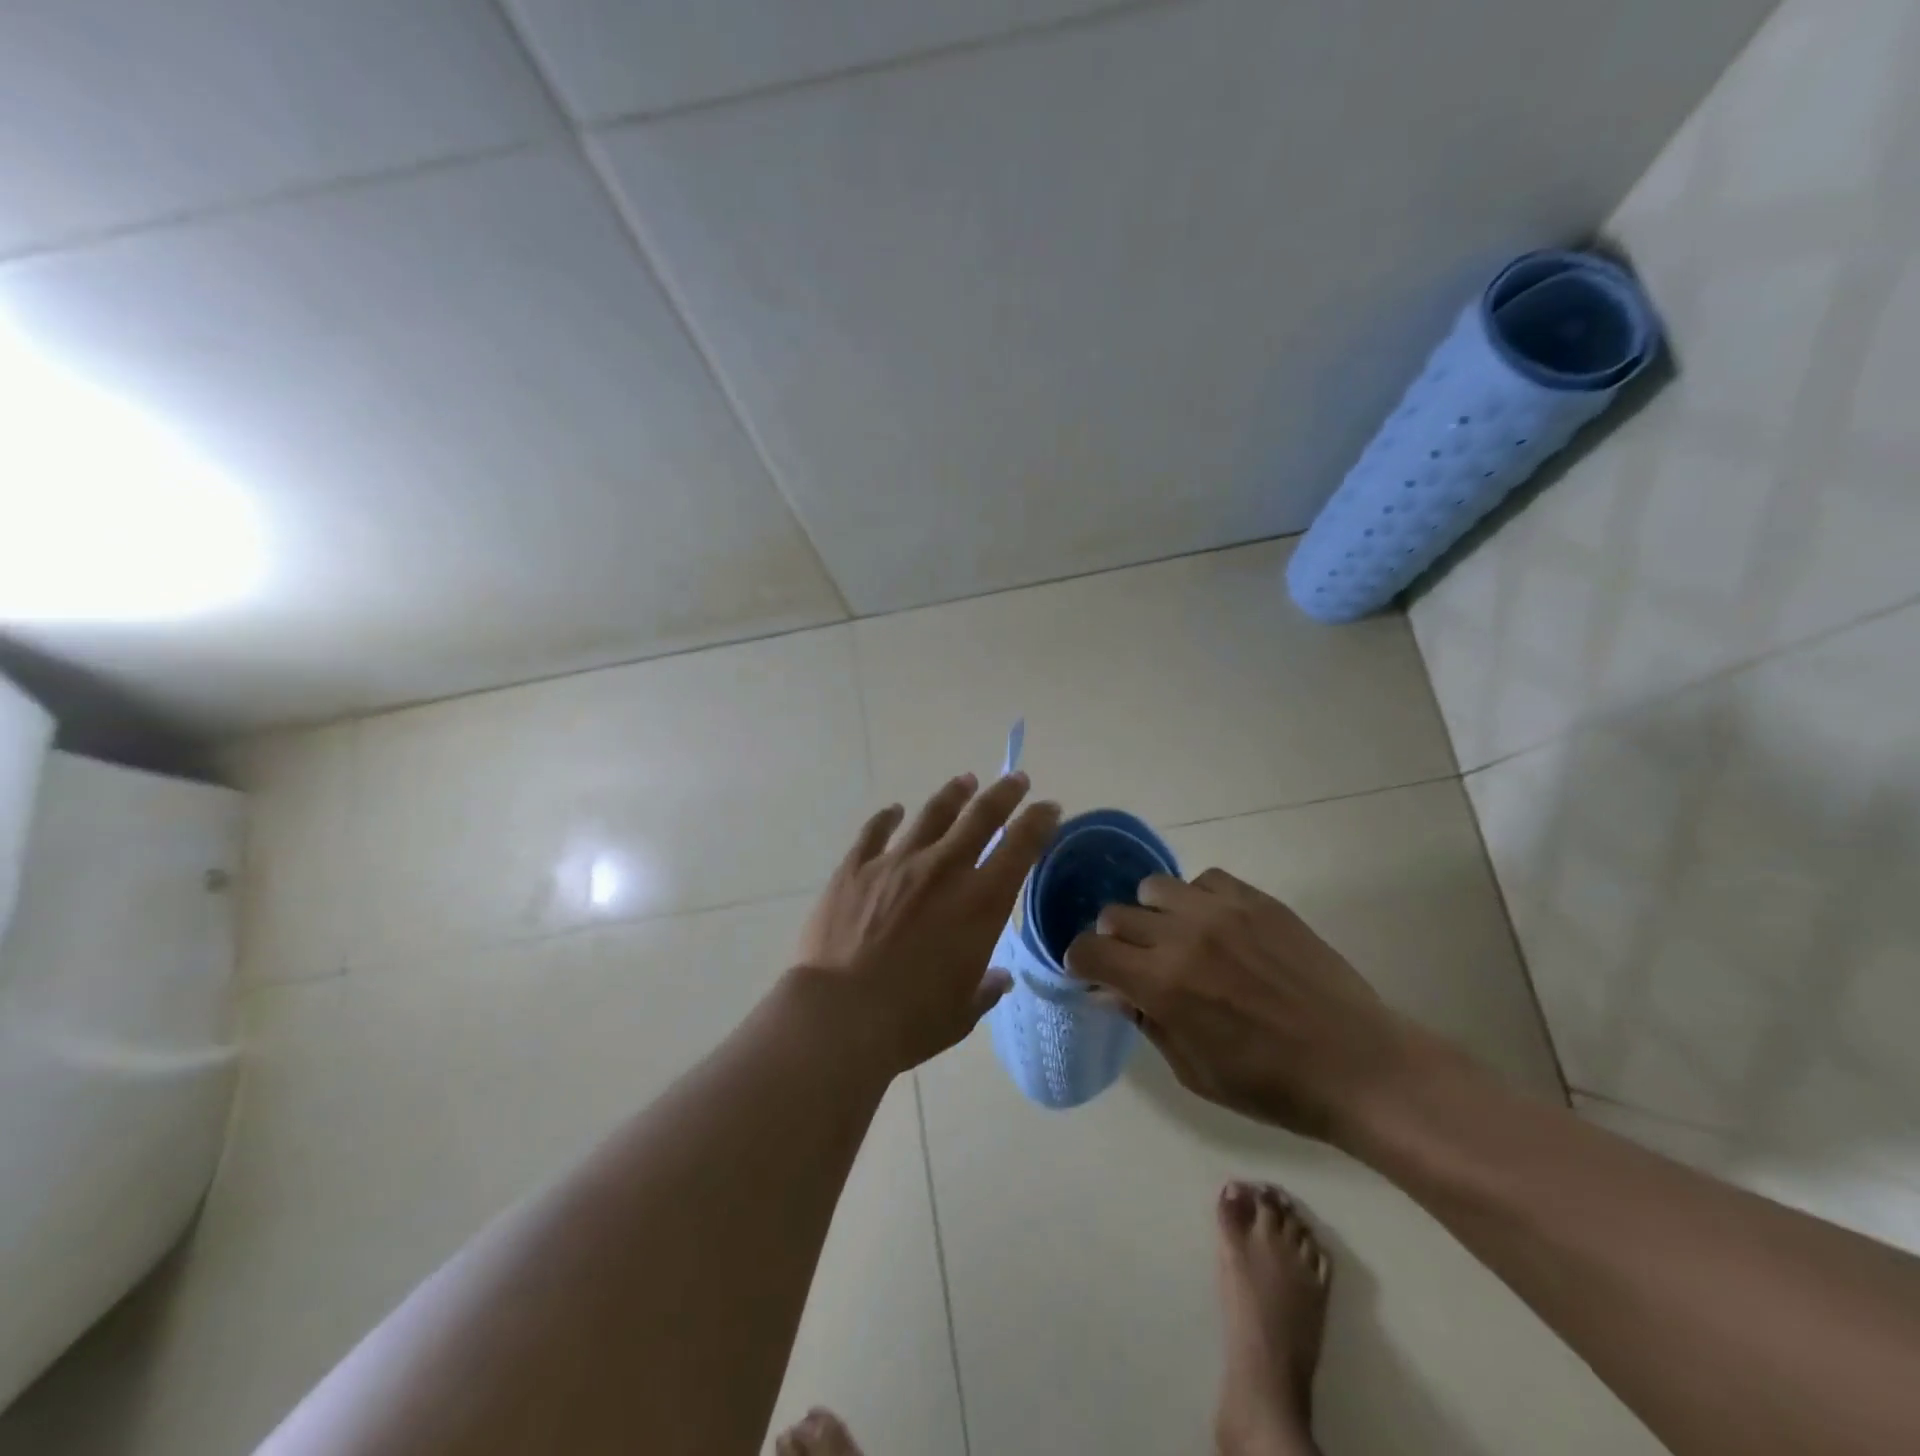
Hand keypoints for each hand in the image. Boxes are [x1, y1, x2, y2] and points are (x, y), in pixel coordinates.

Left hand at [796, 771, 1060, 1075]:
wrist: (840, 1014)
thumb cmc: (911, 1020)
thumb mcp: (962, 1012)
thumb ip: (984, 988)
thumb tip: (999, 979)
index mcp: (980, 903)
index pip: (1021, 847)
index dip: (1039, 821)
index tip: (1049, 807)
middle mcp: (944, 870)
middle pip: (981, 816)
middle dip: (1004, 794)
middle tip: (1015, 778)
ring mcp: (897, 863)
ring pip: (932, 814)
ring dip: (953, 795)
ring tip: (965, 781)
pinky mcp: (856, 868)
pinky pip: (875, 832)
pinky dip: (887, 818)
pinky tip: (893, 810)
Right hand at [1063, 867, 1428, 1141]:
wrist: (1357, 1065)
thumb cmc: (1270, 1086)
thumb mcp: (1193, 1071)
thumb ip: (1147, 1021)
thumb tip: (1113, 990)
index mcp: (1162, 985)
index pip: (1089, 950)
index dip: (1081, 963)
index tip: (1093, 975)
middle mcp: (1183, 936)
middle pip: (1114, 914)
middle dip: (1113, 940)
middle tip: (1136, 963)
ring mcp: (1222, 911)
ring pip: (1154, 887)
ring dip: (1152, 914)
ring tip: (1175, 938)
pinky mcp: (1256, 900)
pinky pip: (1204, 880)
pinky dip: (1196, 899)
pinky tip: (1216, 927)